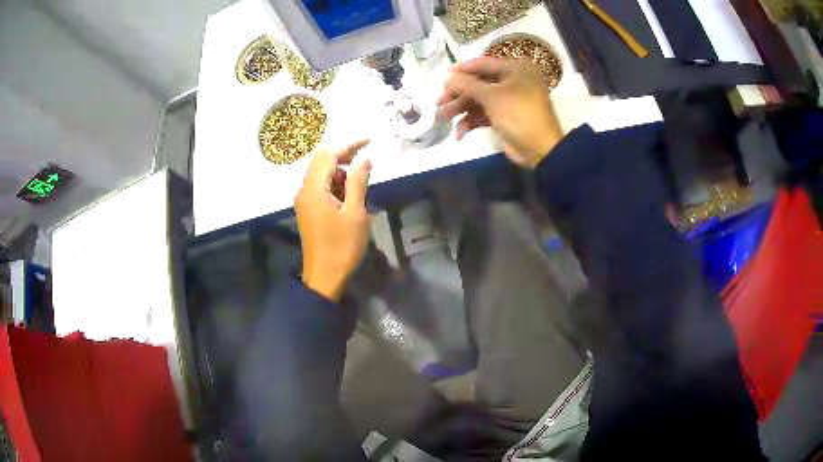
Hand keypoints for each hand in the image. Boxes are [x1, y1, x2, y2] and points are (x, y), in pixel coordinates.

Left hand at [296, 140, 371, 300]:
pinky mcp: (308, 209)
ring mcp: (304, 200)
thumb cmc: (342, 246)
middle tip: (367, 160)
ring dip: (341, 171)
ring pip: (321, 173)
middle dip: (344, 155)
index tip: (370, 141)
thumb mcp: (355, 213)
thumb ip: (358, 181)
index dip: (349, 144)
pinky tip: (350, 194)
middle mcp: (304, 189)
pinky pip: (320, 186)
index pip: (329, 154)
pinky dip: (335, 183)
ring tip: (361, 183)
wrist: (324, 277)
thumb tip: (364, 158)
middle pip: (321, 160)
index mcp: (313, 188)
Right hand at [436, 57, 561, 167]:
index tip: (442, 76)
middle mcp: (513, 81)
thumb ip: (467, 84)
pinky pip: (485, 114)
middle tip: (439, 103)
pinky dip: (471, 122)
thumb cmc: (519, 115)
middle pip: (478, 83)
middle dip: (457, 94)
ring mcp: (509, 100)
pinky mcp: (506, 117)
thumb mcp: (492, 97)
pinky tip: (459, 133)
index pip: (483, 63)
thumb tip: (447, 77)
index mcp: (515, 69)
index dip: (461, 70)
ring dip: (460, 109)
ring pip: (479, 100)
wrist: (541, 149)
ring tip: (441, 119)